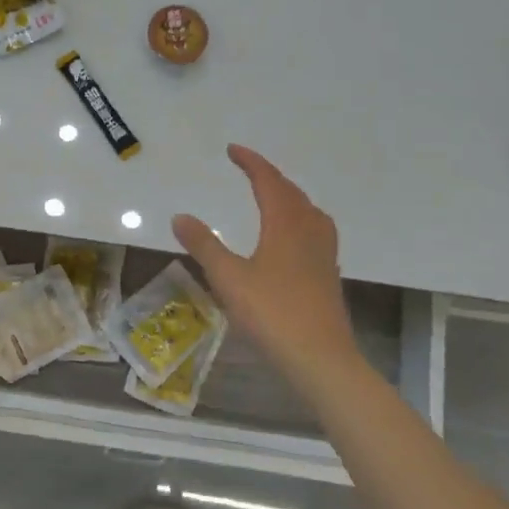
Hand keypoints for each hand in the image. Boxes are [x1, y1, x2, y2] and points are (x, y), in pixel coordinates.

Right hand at [172, 145, 362, 387]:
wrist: (320, 358)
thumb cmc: (272, 313)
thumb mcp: (228, 278)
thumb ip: (204, 245)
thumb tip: (180, 217)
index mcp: (285, 224)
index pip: (268, 181)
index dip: (251, 162)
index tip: (232, 150)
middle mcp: (309, 230)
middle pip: (291, 192)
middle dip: (269, 176)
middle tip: (248, 169)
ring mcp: (324, 253)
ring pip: (308, 211)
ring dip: (288, 196)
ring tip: (272, 197)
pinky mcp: (328, 274)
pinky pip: (315, 230)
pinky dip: (299, 219)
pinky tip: (291, 239)